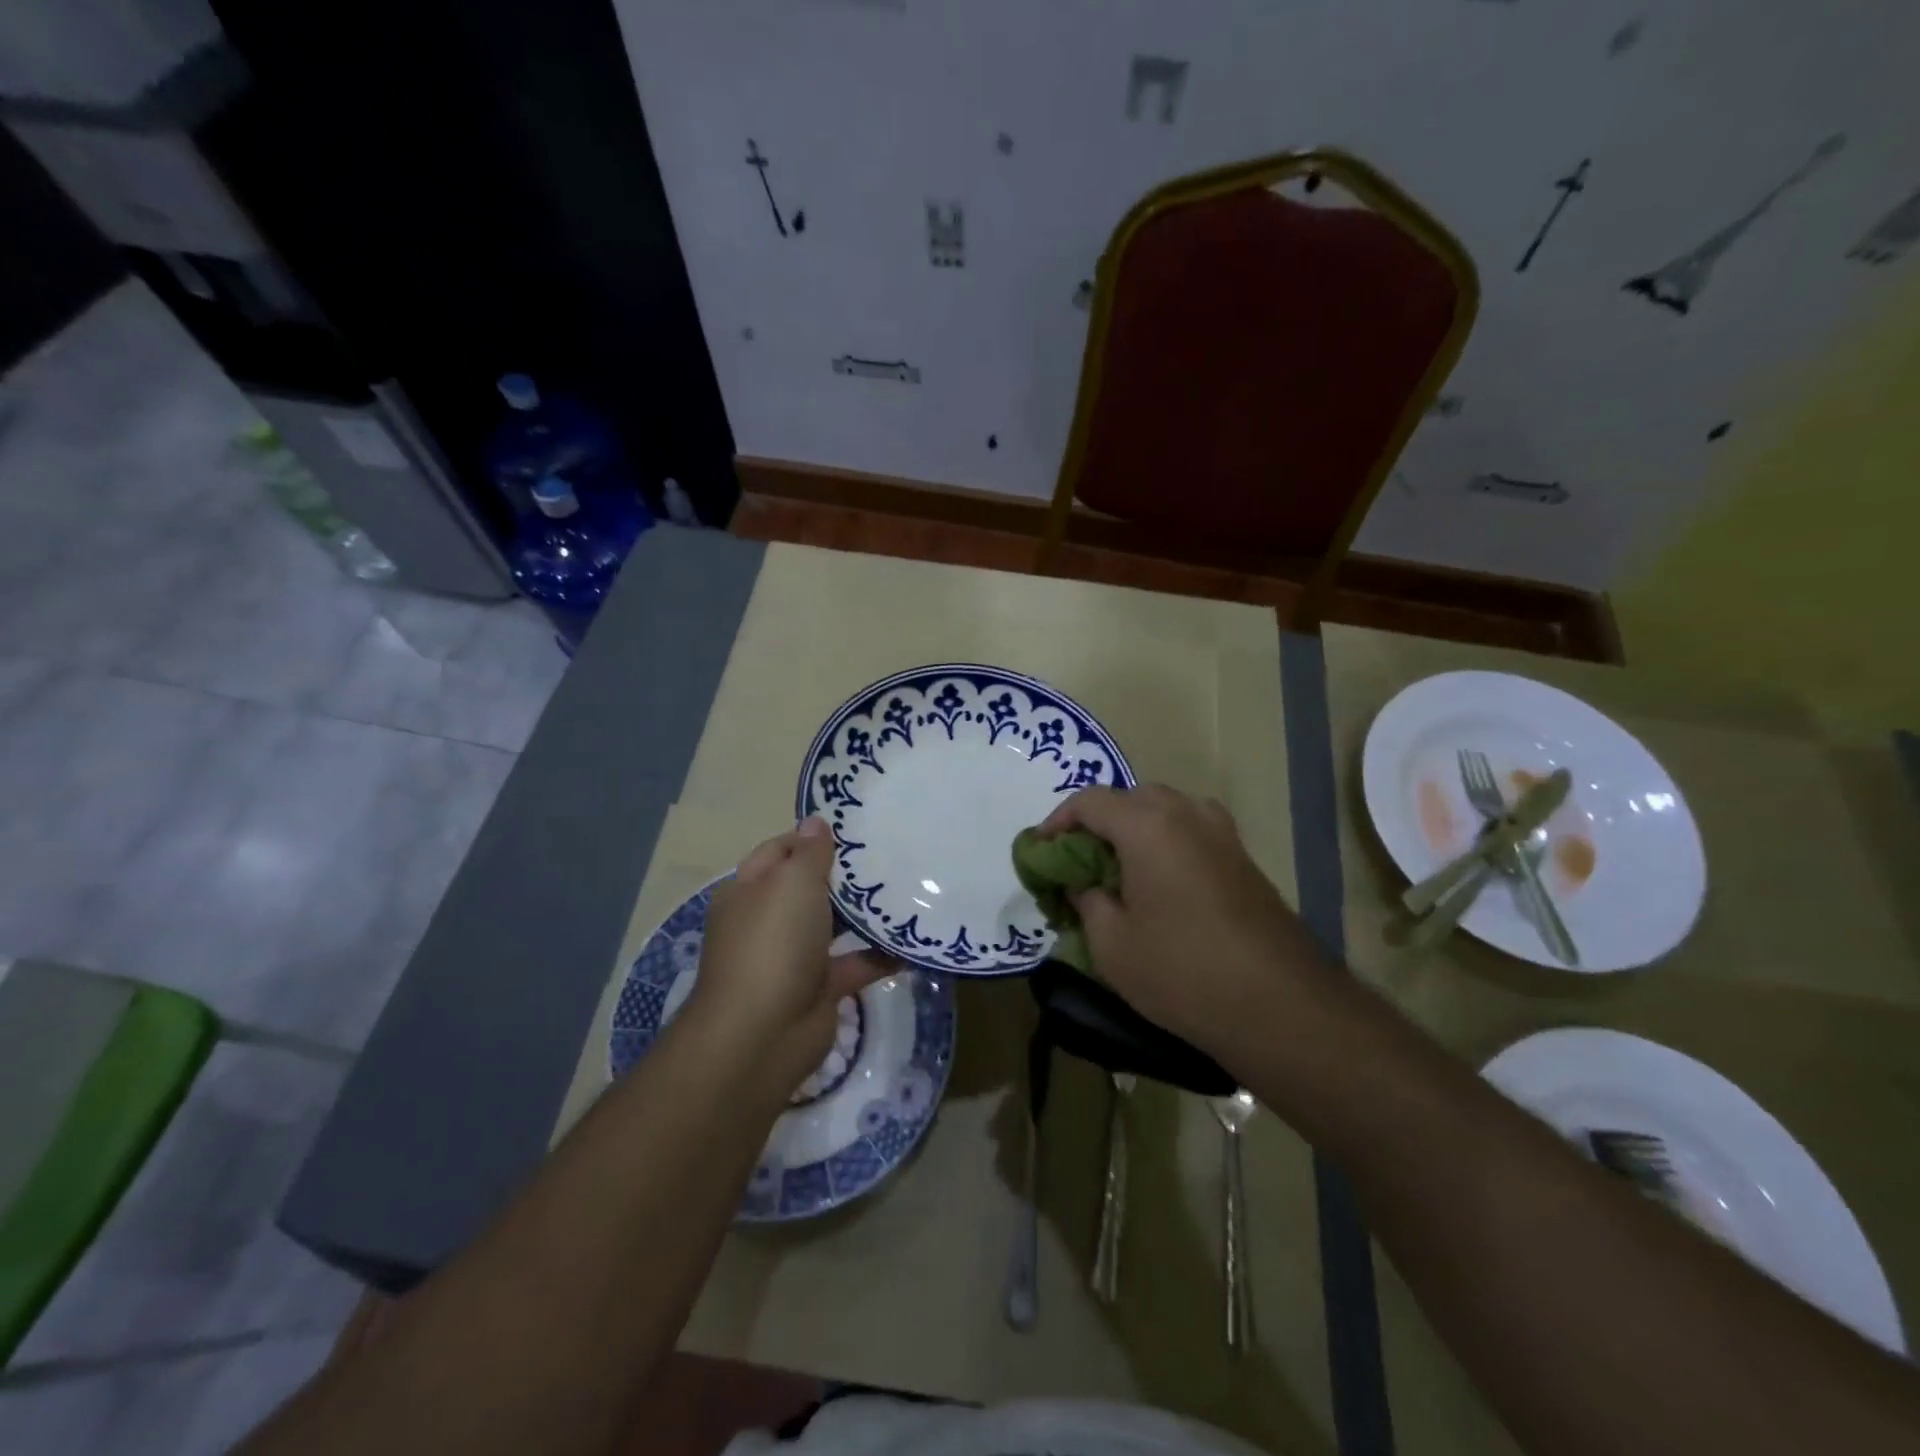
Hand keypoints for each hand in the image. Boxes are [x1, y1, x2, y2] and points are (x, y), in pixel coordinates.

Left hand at [687, 818, 888, 1104]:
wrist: (762, 1035)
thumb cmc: (773, 943)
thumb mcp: (791, 883)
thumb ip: (809, 852)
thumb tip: (815, 821)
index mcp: (749, 891)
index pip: (779, 851)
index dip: (811, 837)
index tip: (855, 826)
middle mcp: (768, 921)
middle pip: (808, 888)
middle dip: (844, 873)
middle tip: (891, 851)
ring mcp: (794, 957)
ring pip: (834, 925)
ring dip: (864, 912)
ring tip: (907, 886)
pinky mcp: (820, 988)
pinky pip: (856, 963)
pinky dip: (882, 954)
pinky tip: (914, 937)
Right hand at [1037, 785, 1334, 1058]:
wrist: (1280, 1005)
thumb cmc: (1181, 970)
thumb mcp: (1111, 944)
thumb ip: (1087, 901)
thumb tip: (1086, 885)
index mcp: (1147, 824)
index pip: (1089, 802)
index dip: (1057, 823)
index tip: (1041, 853)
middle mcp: (1186, 813)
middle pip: (1130, 799)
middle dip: (1099, 823)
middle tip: (1080, 863)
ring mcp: (1222, 833)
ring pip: (1166, 812)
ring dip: (1136, 830)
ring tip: (1120, 871)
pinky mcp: (1244, 858)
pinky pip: (1192, 832)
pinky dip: (1167, 844)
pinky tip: (1161, 885)